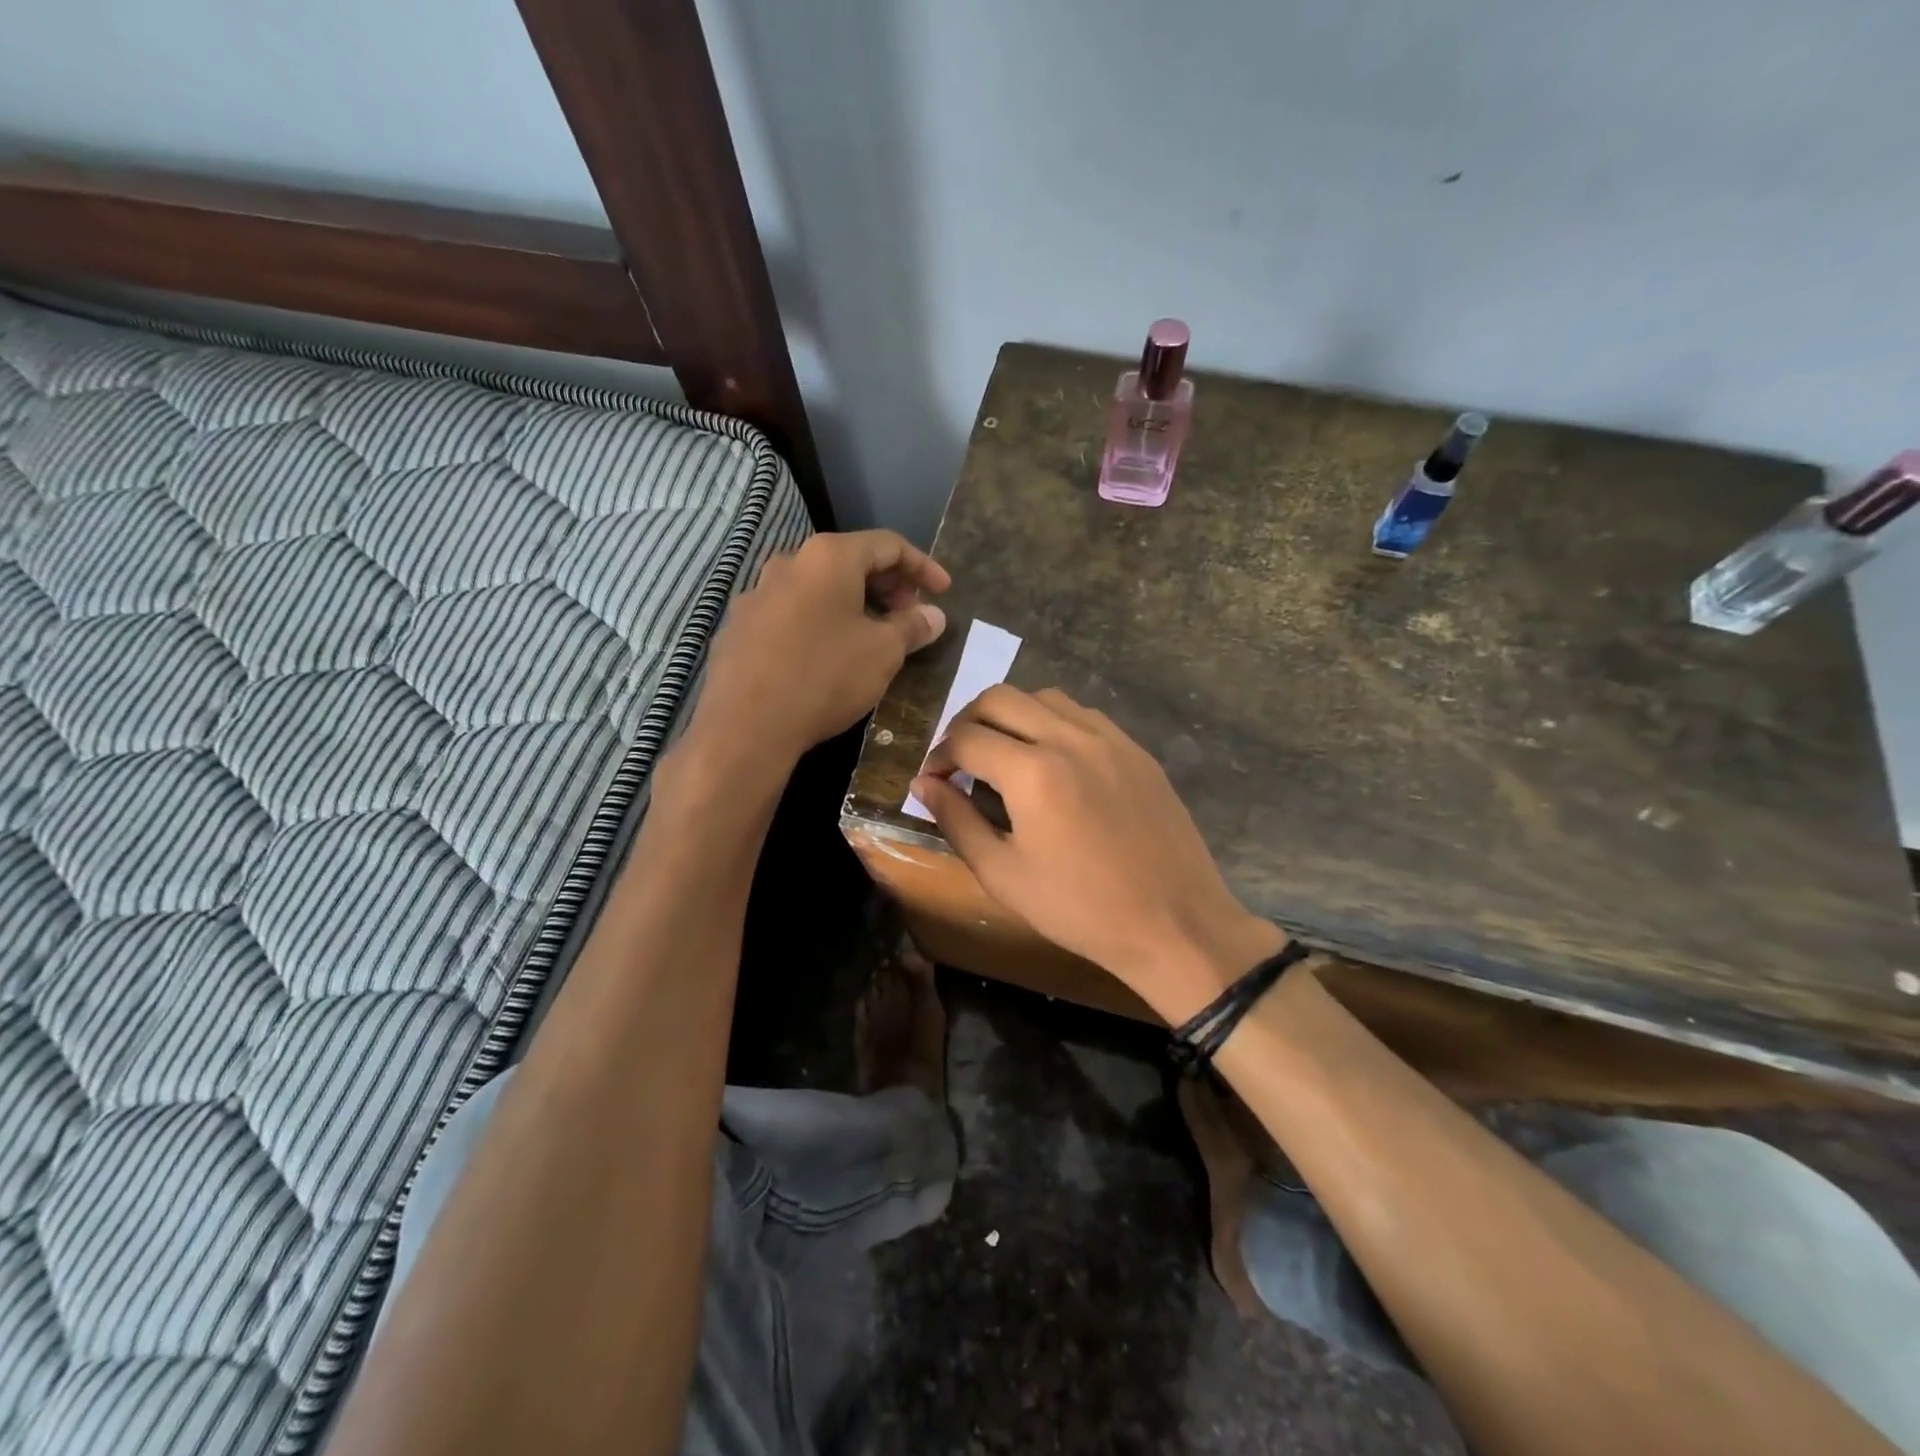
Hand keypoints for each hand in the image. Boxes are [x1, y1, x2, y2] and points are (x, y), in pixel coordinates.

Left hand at [697, 530, 949, 764]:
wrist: (745, 726)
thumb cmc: (825, 677)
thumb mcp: (883, 653)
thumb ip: (912, 627)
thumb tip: (933, 615)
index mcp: (828, 557)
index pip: (888, 545)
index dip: (922, 566)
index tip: (944, 592)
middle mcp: (788, 563)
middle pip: (849, 561)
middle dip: (887, 586)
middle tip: (910, 616)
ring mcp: (756, 594)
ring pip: (818, 588)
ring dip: (853, 605)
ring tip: (873, 636)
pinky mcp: (738, 627)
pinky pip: (791, 613)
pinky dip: (820, 622)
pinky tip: (828, 654)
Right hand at [911, 686, 1282, 1022]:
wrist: (1173, 923)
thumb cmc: (1079, 909)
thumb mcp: (1003, 874)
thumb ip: (956, 821)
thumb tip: (923, 784)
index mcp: (1032, 772)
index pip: (966, 737)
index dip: (939, 755)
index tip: (934, 780)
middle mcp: (1069, 738)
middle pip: (1000, 698)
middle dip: (967, 721)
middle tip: (960, 759)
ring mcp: (1109, 738)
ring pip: (1043, 697)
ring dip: (1011, 715)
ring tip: (1004, 755)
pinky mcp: (1135, 749)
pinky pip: (1082, 714)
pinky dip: (1052, 723)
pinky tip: (1052, 760)